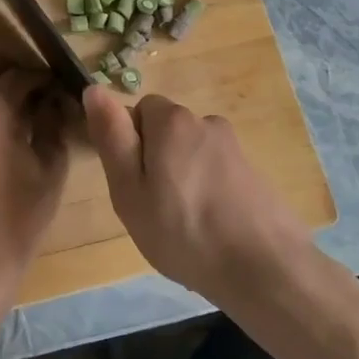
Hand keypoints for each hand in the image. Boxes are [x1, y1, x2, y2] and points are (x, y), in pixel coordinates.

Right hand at [84, 88, 310, 305]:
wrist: (264, 269)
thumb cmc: (183, 231)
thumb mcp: (129, 189)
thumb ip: (111, 137)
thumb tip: (94, 89)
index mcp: (173, 120)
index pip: (139, 110)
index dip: (130, 145)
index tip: (133, 184)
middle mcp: (207, 122)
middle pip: (167, 133)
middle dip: (157, 162)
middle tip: (154, 209)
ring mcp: (235, 149)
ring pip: (192, 156)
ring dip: (183, 180)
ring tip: (184, 227)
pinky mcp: (256, 174)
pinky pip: (216, 176)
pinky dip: (209, 196)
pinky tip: (211, 232)